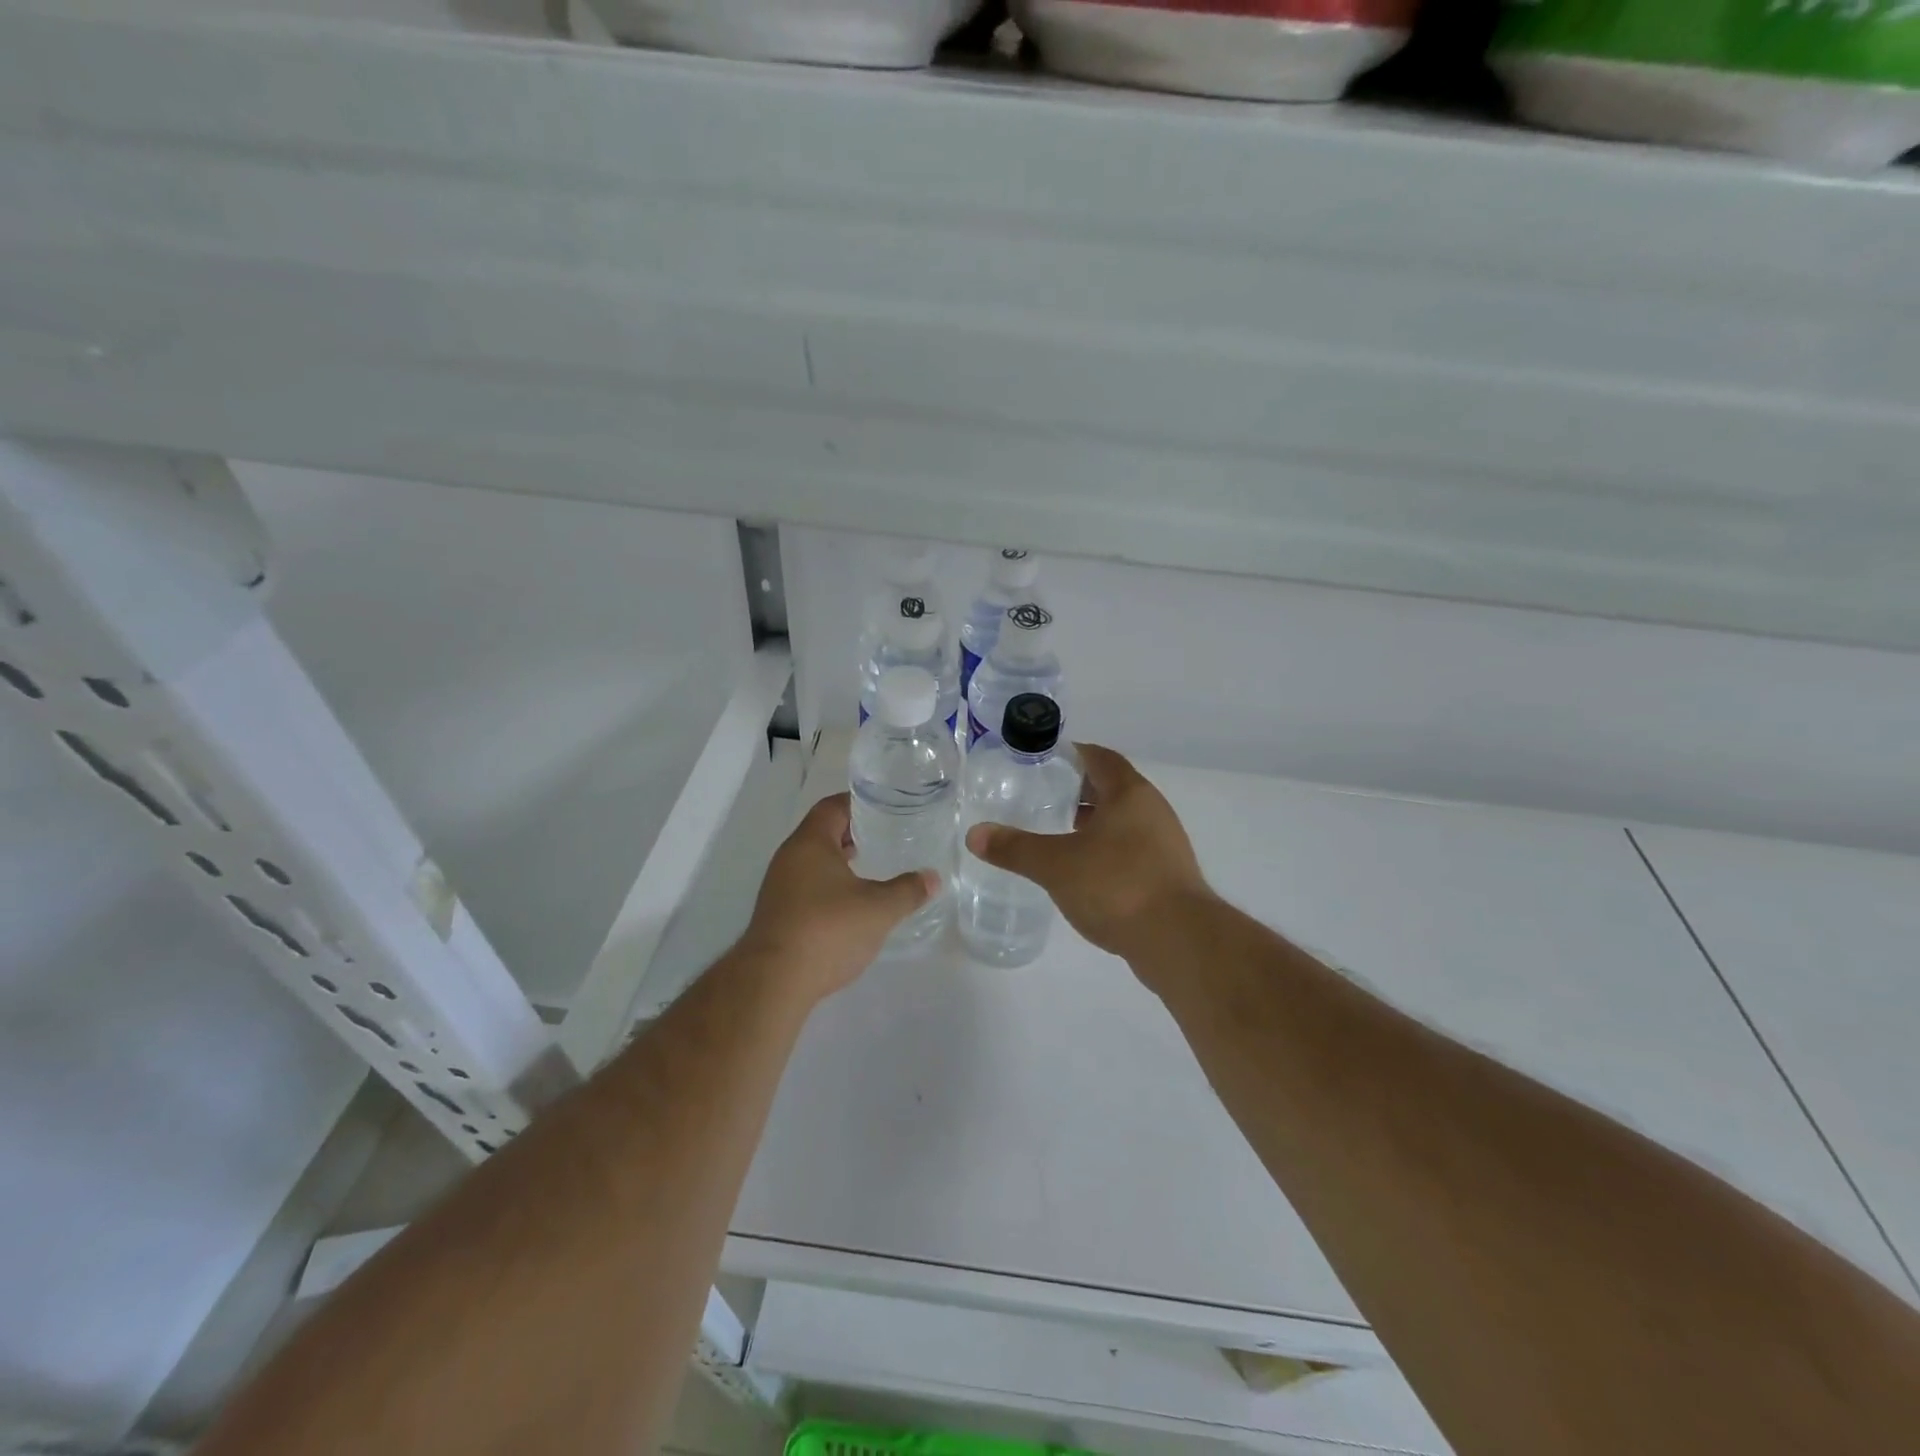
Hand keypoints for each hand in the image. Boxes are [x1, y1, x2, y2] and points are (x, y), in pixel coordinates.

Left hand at [738, 792, 936, 1001]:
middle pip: (821, 832)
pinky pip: (806, 886)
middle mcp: (789, 858)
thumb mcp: (879, 909)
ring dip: (839, 861)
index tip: (884, 806)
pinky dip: (828, 885)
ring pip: (813, 861)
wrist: (774, 981)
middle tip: (883, 835)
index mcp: (810, 843)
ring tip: (870, 867)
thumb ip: (908, 890)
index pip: (832, 807)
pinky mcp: (777, 914)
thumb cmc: (828, 930)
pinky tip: (849, 903)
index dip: (857, 803)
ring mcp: (779, 887)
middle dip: (851, 832)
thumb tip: (932, 877)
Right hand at [965, 744, 1210, 960]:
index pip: (1100, 758)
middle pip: (1112, 788)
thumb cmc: (1117, 885)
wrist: (1178, 941)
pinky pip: (1131, 849)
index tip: (1043, 761)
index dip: (1072, 754)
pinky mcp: (1168, 875)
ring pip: (1123, 821)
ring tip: (1057, 833)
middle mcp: (1152, 810)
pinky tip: (1083, 871)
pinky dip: (1106, 851)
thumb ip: (1015, 848)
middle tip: (1042, 797)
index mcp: (1130, 793)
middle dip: (1078, 791)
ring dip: (1094, 823)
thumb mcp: (1055, 865)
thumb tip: (974, 835)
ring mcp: (1165, 844)